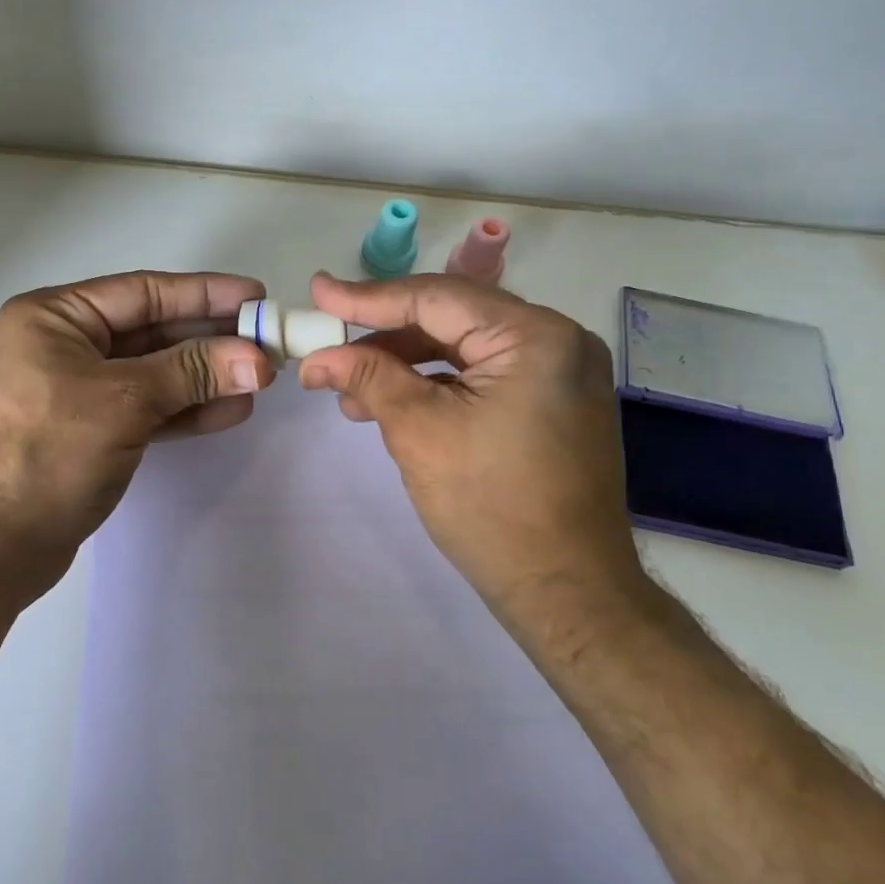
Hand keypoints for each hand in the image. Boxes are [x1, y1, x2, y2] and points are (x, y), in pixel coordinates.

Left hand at [0, 271, 274, 603]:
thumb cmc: (49, 454)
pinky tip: (230, 410)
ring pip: (153, 372)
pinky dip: (185, 408)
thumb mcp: (125, 402)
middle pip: (151, 331)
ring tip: (259, 379)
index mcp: (53, 318)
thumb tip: (259, 359)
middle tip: (266, 342)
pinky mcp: (90, 430)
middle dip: (210, 339)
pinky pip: (146, 407)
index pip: (142, 292)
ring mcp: (75, 390)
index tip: (255, 296)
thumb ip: (193, 372)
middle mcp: (62, 345)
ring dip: (205, 376)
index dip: (204, 293)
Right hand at [296, 272, 645, 630]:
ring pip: (464, 348)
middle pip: (452, 318)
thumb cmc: (491, 507)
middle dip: (385, 334)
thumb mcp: (419, 431)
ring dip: (406, 362)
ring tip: (350, 390)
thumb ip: (369, 377)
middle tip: (329, 341)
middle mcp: (558, 340)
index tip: (318, 292)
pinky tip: (393, 402)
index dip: (369, 297)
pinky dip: (437, 384)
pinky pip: (484, 375)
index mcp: (535, 336)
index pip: (436, 298)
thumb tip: (318, 355)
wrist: (566, 591)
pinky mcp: (553, 402)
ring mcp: (561, 372)